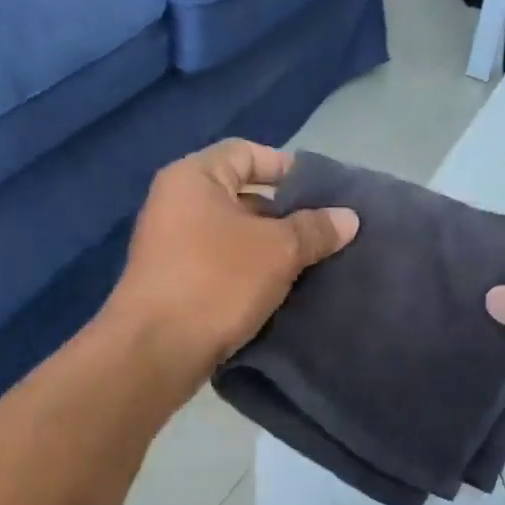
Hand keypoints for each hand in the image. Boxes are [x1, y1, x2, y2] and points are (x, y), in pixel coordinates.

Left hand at [103, 139, 357, 387]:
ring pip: (232, 235)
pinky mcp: (173, 283)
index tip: (323, 193)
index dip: (287, 168)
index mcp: (193, 178)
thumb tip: (349, 217)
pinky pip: (219, 265)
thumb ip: (315, 229)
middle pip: (240, 195)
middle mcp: (175, 203)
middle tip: (324, 233)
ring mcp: (170, 245)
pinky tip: (281, 291)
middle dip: (284, 214)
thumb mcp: (277, 250)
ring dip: (269, 248)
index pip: (246, 153)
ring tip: (311, 264)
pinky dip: (248, 273)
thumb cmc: (216, 282)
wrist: (155, 351)